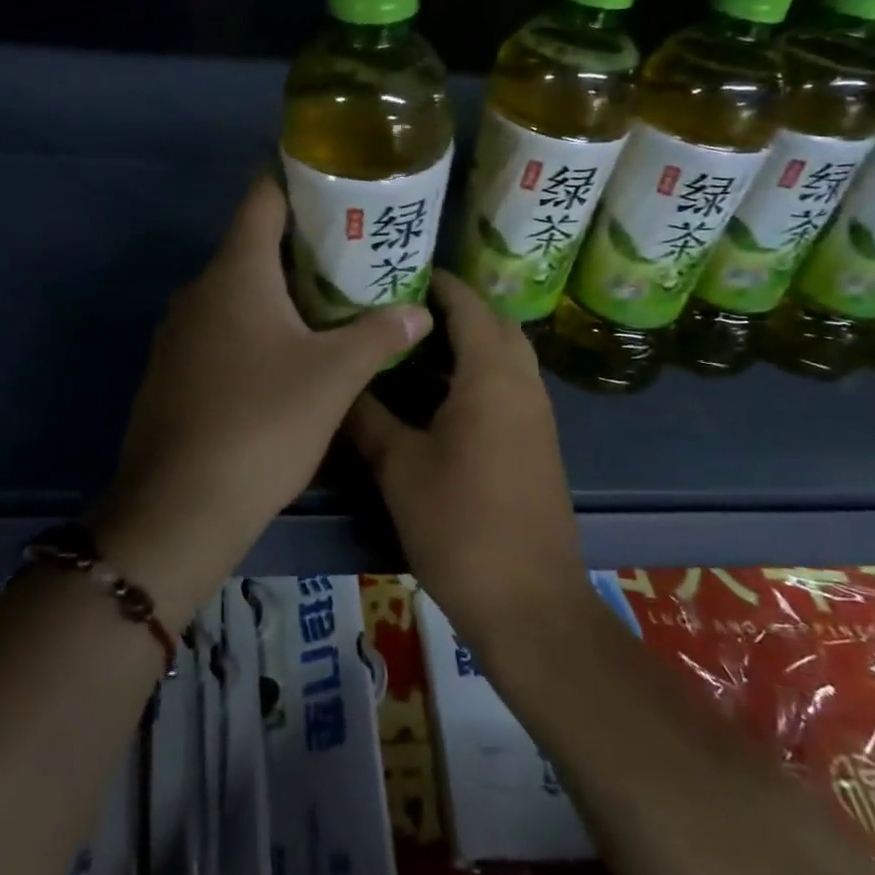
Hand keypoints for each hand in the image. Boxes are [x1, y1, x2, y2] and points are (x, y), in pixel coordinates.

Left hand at [93, 172, 431, 621]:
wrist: (180, 506)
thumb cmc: (261, 423)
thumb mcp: (333, 378)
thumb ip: (378, 335)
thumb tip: (420, 311)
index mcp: (235, 273)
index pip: (263, 197)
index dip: (299, 180)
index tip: (339, 183)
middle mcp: (200, 290)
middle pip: (253, 244)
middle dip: (303, 244)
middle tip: (356, 252)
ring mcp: (180, 331)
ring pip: (237, 290)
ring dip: (280, 290)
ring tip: (333, 300)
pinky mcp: (174, 368)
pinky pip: (221, 327)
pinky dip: (255, 325)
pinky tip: (288, 354)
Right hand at [345, 272, 585, 646]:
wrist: (528, 602)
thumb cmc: (460, 525)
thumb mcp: (399, 467)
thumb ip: (367, 416)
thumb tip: (338, 381)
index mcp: (491, 376)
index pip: (468, 304)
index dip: (436, 282)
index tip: (395, 272)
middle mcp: (523, 383)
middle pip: (493, 323)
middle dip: (453, 308)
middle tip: (400, 308)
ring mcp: (536, 414)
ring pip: (504, 355)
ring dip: (467, 341)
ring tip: (410, 344)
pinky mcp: (537, 442)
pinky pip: (508, 385)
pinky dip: (477, 373)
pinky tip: (436, 395)